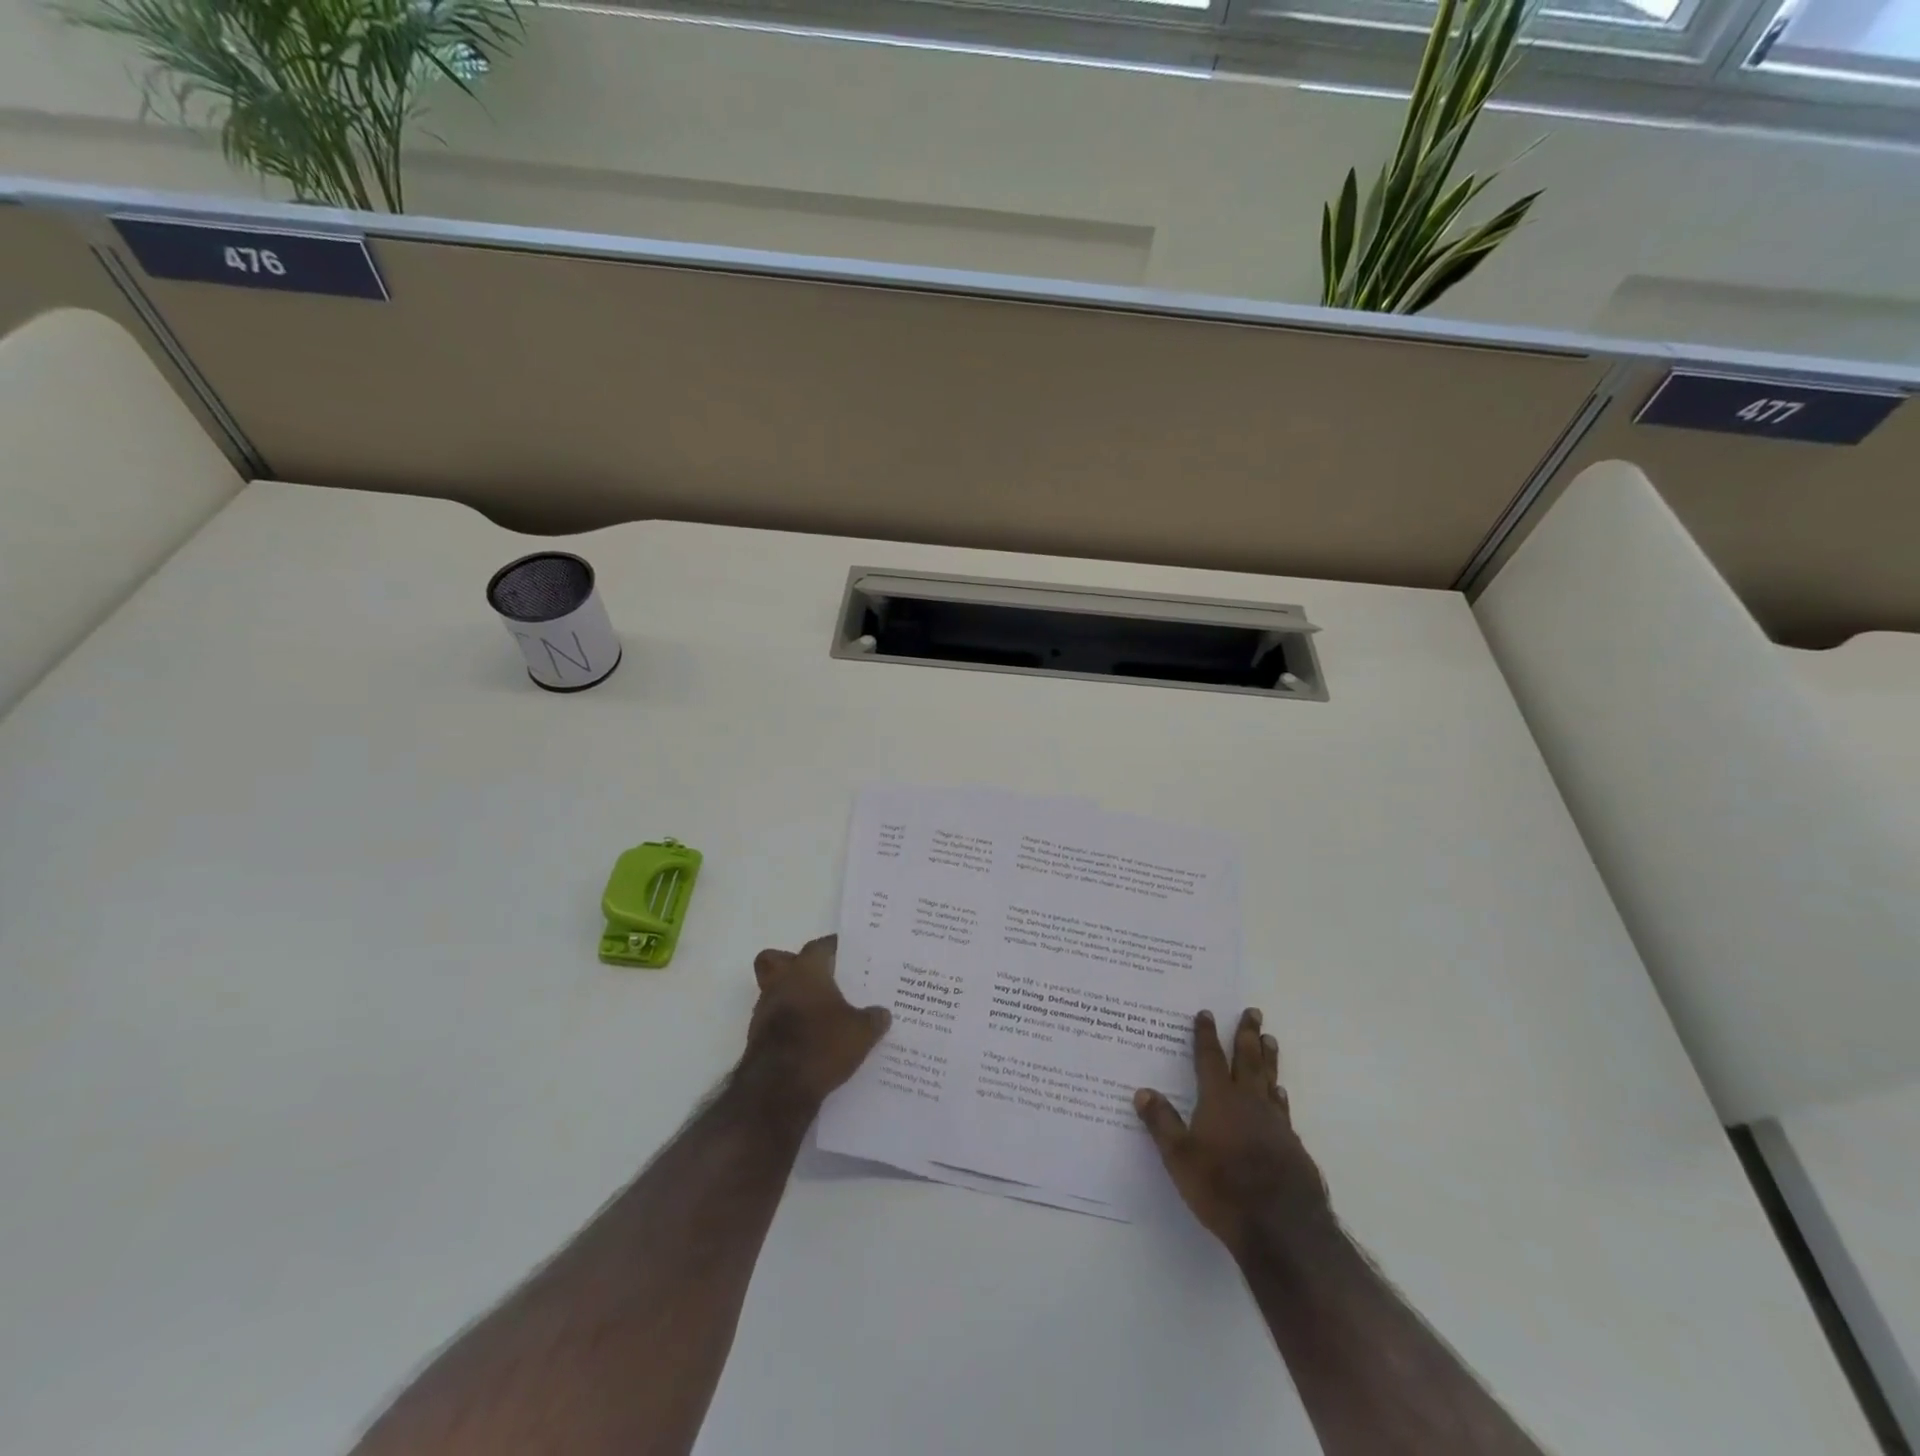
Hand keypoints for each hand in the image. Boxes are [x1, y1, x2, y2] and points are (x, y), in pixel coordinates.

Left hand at [743, 935, 891, 1113]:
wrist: (777, 1090)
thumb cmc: (822, 1045)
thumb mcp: (861, 1032)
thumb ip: (873, 1019)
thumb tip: (883, 1013)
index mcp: (806, 971)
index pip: (819, 946)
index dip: (833, 947)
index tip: (847, 952)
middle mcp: (780, 983)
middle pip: (776, 959)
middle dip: (792, 963)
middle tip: (818, 976)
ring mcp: (764, 1011)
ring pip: (773, 990)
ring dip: (791, 997)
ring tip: (819, 1013)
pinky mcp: (757, 1038)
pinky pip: (773, 1020)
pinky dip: (788, 1025)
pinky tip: (810, 1039)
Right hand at [1135, 1008, 1328, 1258]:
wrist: (1282, 1227)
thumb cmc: (1223, 1188)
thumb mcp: (1180, 1157)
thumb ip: (1162, 1123)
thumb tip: (1142, 1091)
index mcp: (1219, 1100)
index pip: (1209, 1059)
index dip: (1206, 1035)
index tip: (1207, 1013)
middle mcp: (1248, 1103)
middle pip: (1248, 1060)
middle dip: (1247, 1034)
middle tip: (1254, 1012)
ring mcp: (1275, 1123)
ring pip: (1269, 1080)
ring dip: (1268, 1059)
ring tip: (1270, 1040)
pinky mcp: (1292, 1146)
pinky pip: (1283, 1109)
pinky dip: (1279, 1095)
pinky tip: (1280, 1094)